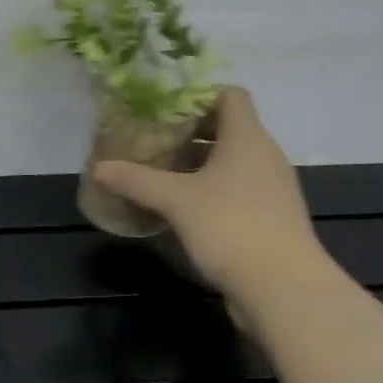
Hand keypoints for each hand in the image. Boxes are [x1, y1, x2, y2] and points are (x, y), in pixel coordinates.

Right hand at [92, 88, 333, 319]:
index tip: (166, 108)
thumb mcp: (176, 200)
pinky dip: (213, 190)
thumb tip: (98, 168)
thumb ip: (137, 180)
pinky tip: (185, 208)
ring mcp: (272, 188)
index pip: (231, 95)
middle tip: (155, 140)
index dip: (200, 95)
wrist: (283, 288)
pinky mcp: (271, 218)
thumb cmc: (231, 226)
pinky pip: (239, 190)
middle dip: (191, 132)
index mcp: (248, 137)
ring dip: (200, 164)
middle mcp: (265, 156)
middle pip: (229, 128)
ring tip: (163, 173)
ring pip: (233, 162)